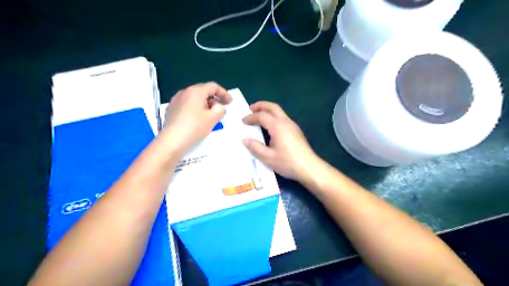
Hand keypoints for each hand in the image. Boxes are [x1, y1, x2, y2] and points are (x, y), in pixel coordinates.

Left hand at [162, 82, 232, 152]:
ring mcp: (176, 100)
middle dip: (214, 99)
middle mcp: (184, 92)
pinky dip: (195, 109)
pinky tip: (197, 120)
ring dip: (205, 104)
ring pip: (195, 98)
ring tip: (209, 116)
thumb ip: (220, 109)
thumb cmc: (195, 127)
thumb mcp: (213, 118)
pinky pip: (187, 105)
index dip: (224, 93)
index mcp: (195, 91)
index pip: (213, 86)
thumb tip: (217, 106)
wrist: (172, 141)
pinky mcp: (171, 109)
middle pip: (203, 91)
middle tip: (220, 110)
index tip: (230, 102)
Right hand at [243, 101, 321, 183]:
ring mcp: (293, 125)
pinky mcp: (296, 131)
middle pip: (273, 107)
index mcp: (277, 126)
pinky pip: (283, 118)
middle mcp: (286, 122)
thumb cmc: (287, 162)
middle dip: (261, 105)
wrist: (309, 167)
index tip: (243, 121)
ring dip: (268, 110)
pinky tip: (270, 126)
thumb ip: (255, 147)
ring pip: (279, 111)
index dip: (251, 117)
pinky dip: (274, 116)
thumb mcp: (268, 157)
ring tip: (259, 116)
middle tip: (251, 108)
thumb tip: (245, 140)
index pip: (262, 116)